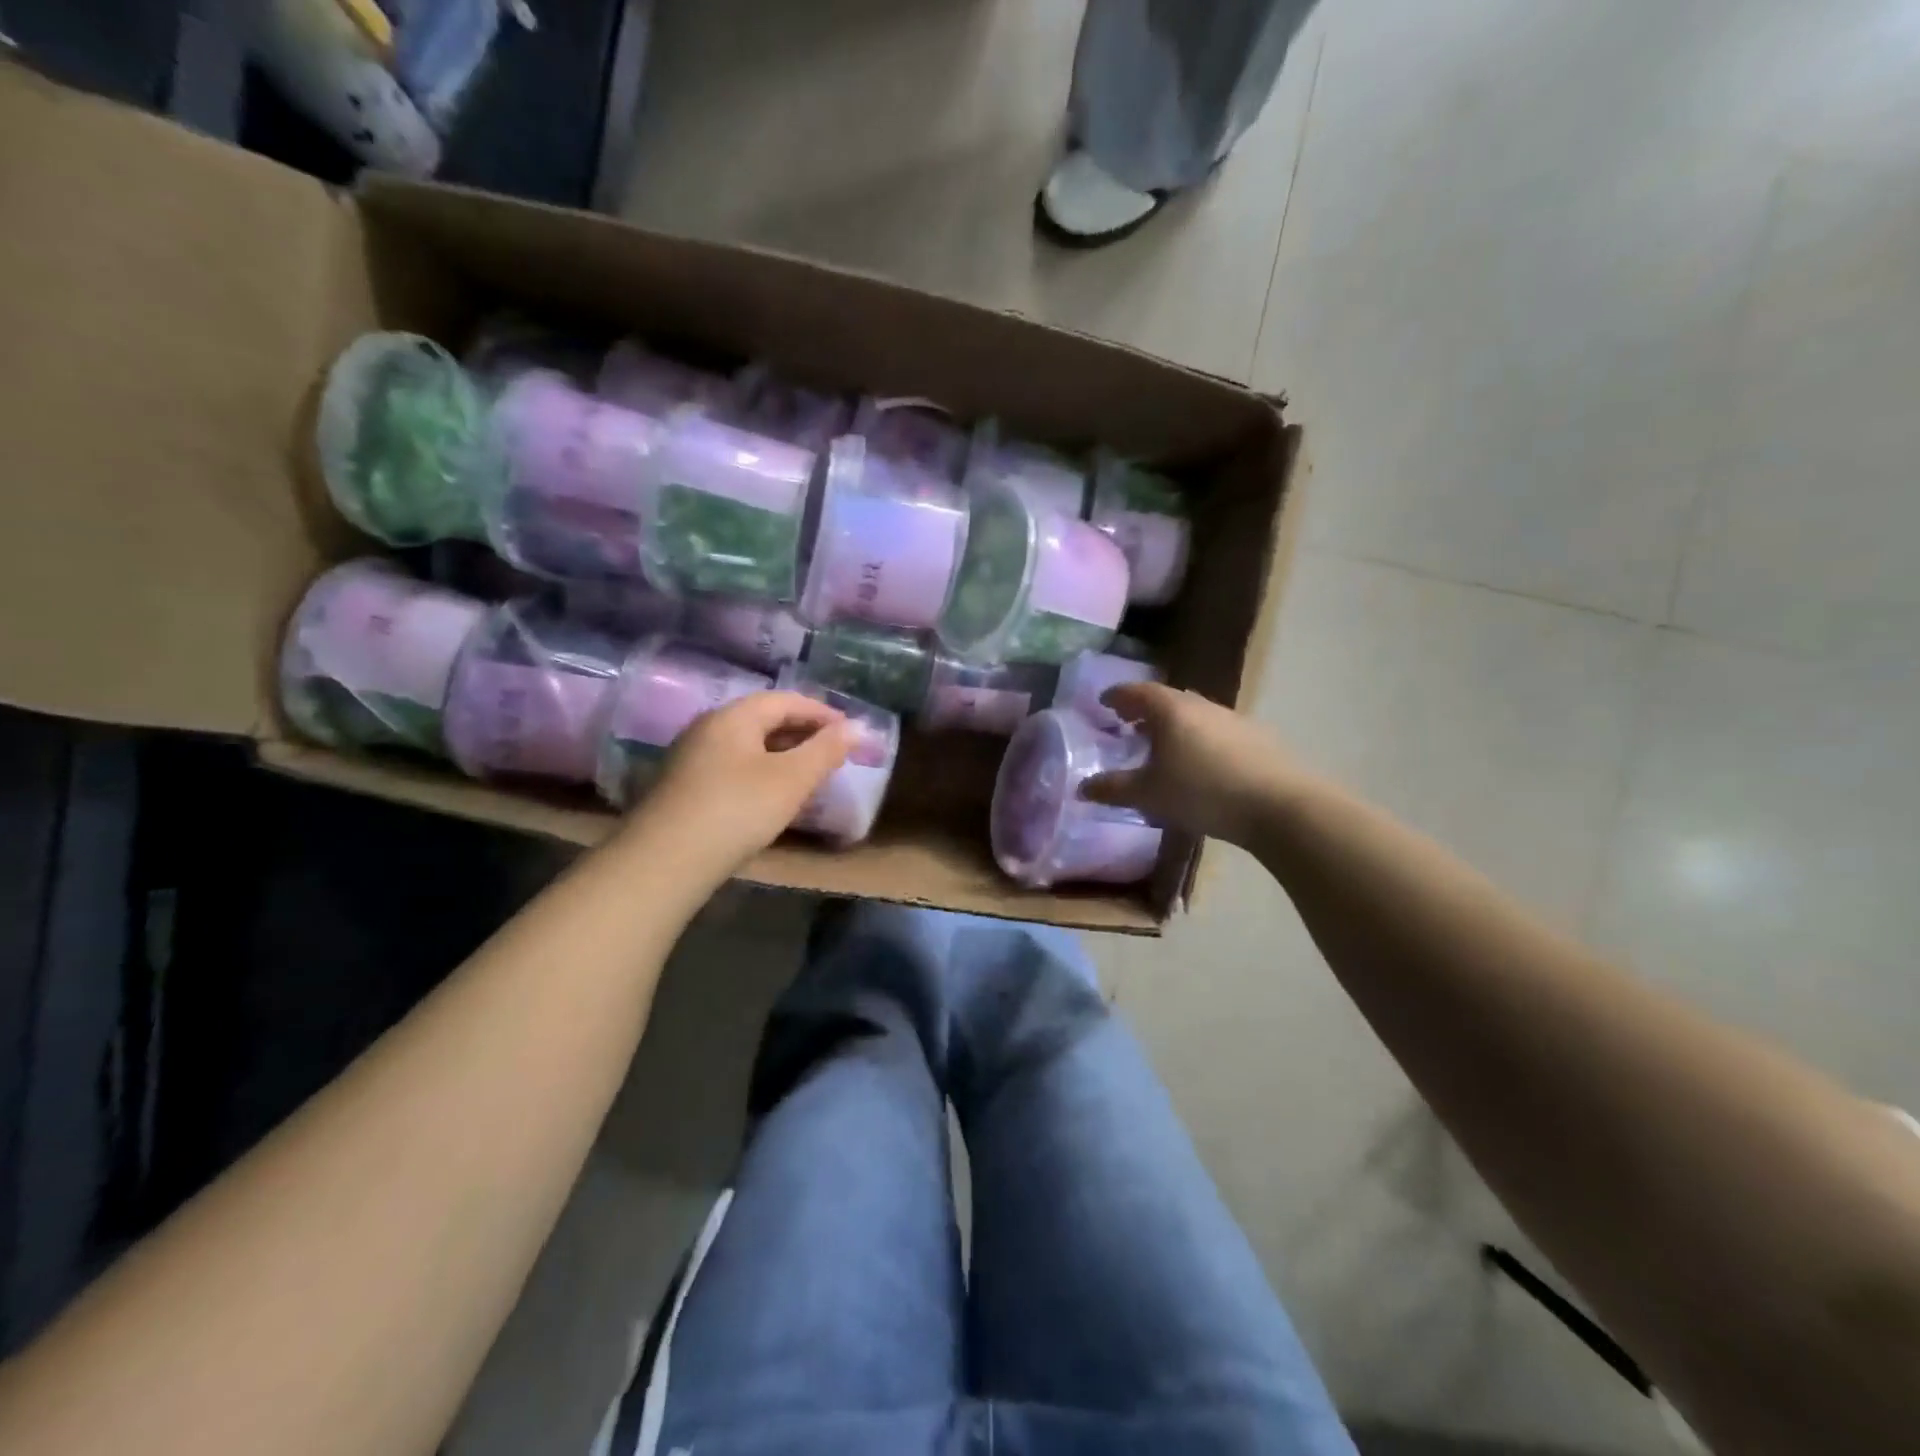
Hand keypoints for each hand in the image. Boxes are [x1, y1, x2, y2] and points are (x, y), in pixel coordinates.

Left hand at [626, 691, 852, 874]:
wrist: (666, 861)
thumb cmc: (738, 809)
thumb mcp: (792, 779)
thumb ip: (826, 750)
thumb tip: (858, 727)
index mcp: (734, 716)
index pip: (785, 700)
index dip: (822, 713)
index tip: (850, 732)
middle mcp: (708, 727)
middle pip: (764, 719)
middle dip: (803, 732)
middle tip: (833, 752)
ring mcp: (692, 757)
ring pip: (748, 744)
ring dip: (782, 753)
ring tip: (809, 774)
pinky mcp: (684, 787)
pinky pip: (733, 766)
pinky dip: (762, 771)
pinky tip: (772, 795)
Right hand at [1083, 682, 1303, 846]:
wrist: (1279, 806)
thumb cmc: (1202, 792)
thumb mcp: (1149, 794)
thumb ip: (1113, 789)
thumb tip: (1082, 788)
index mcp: (1171, 710)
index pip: (1137, 691)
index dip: (1118, 695)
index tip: (1104, 702)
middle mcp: (1201, 705)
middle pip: (1167, 699)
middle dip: (1144, 709)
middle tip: (1127, 723)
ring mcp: (1232, 719)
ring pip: (1193, 714)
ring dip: (1173, 724)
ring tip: (1161, 745)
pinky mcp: (1256, 738)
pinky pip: (1215, 730)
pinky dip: (1197, 737)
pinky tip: (1199, 762)